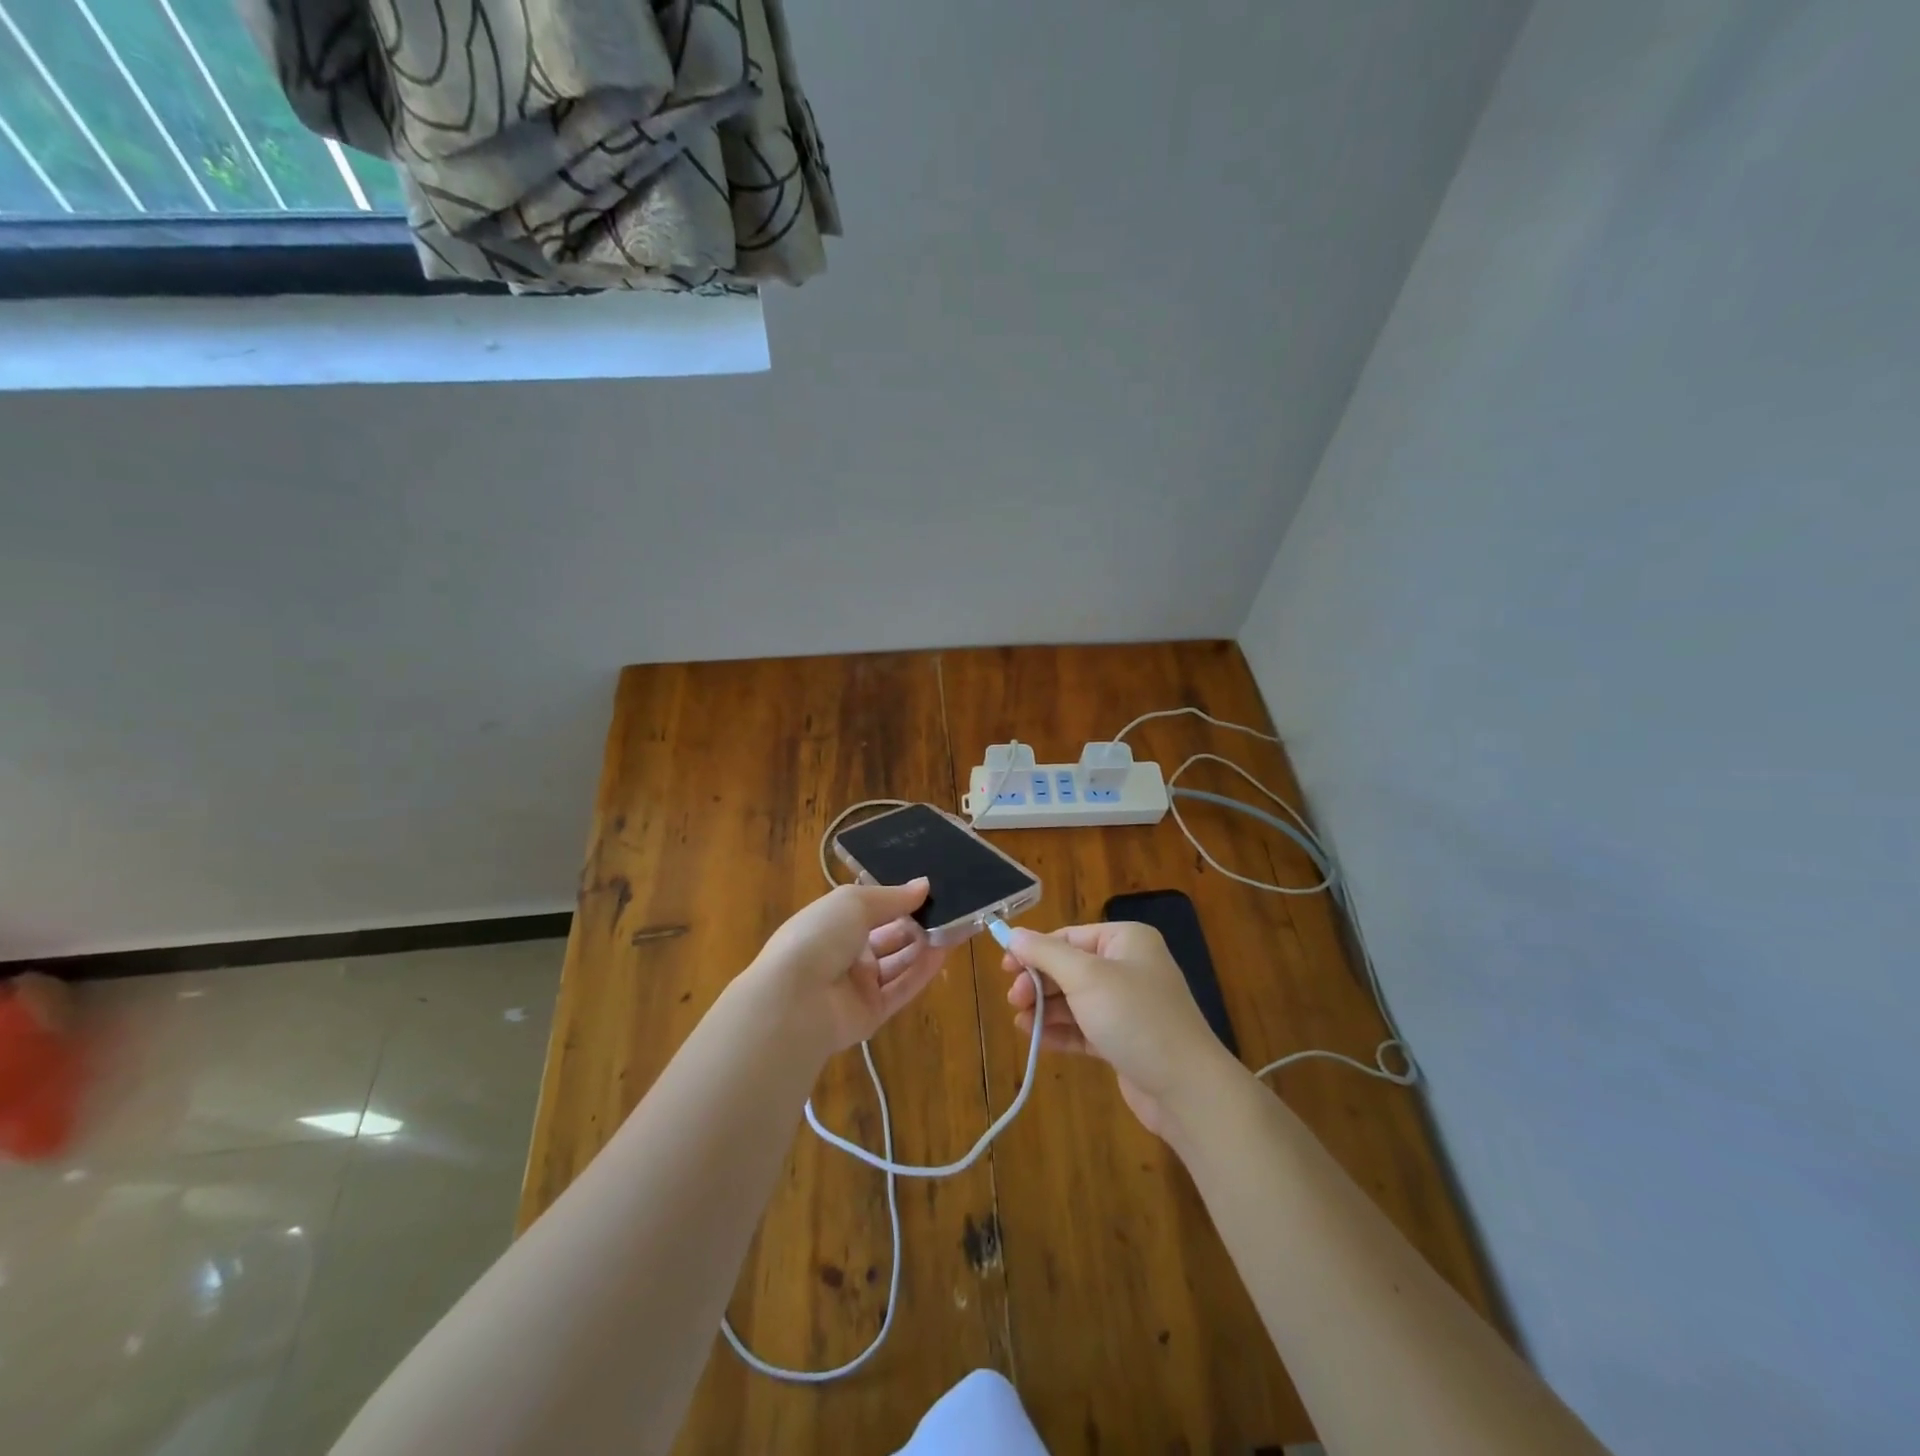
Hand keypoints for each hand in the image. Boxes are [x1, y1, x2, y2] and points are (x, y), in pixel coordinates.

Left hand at [751, 880, 949, 1052]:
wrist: (794, 1000)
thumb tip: (924, 885)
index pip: (871, 908)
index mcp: (833, 922)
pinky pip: (901, 988)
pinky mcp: (872, 1012)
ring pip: (899, 962)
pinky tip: (945, 952)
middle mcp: (845, 952)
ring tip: (955, 926)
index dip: (898, 899)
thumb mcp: (854, 902)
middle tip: (951, 908)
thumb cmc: (818, 936)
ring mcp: (858, 985)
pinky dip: (922, 971)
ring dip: (925, 945)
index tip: (929, 888)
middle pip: (889, 935)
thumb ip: (892, 896)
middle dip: (916, 922)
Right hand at [1004, 922, 1236, 1138]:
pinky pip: (1084, 1027)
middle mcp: (1128, 967)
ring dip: (1045, 1009)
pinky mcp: (1123, 1040)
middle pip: (1070, 967)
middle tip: (1013, 1000)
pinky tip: (1036, 1039)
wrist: (1186, 1088)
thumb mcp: (1086, 978)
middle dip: (1039, 983)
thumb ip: (1045, 954)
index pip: (1069, 937)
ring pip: (1074, 999)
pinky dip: (1061, 1031)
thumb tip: (1013, 934)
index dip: (1034, 950)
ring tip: (1020, 1022)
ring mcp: (1127, 1006)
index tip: (1005, 967)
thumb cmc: (1135, 1017)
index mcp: (1125, 941)